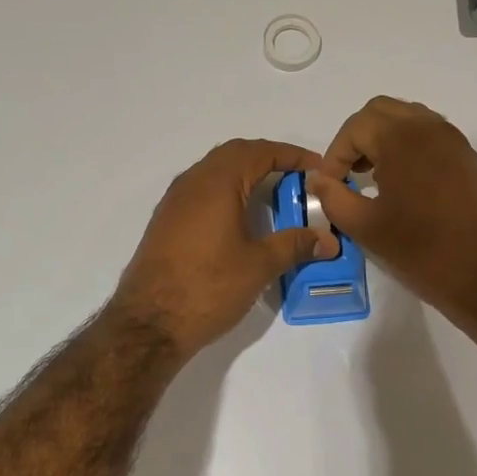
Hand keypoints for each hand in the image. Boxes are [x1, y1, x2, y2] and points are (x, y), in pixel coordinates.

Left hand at [111, 139, 340, 357]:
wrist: (149, 323)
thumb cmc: (208, 287)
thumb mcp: (259, 266)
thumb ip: (295, 245)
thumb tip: (328, 239)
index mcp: (217, 183)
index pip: (260, 152)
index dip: (293, 155)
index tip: (319, 169)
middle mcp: (192, 182)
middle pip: (235, 154)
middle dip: (269, 159)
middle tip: (298, 178)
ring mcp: (174, 201)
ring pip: (215, 171)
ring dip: (245, 175)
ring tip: (274, 195)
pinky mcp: (166, 222)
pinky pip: (202, 191)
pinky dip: (227, 192)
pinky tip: (241, 219)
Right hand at [308, 97, 476, 334]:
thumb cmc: (423, 252)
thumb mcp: (366, 229)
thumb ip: (334, 198)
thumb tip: (320, 179)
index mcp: (403, 140)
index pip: (356, 126)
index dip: (335, 154)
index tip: (330, 185)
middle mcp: (431, 129)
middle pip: (382, 112)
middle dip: (358, 138)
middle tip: (347, 174)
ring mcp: (455, 142)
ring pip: (408, 120)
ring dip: (383, 140)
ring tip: (372, 179)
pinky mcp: (469, 160)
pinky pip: (430, 137)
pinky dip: (407, 148)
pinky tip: (401, 186)